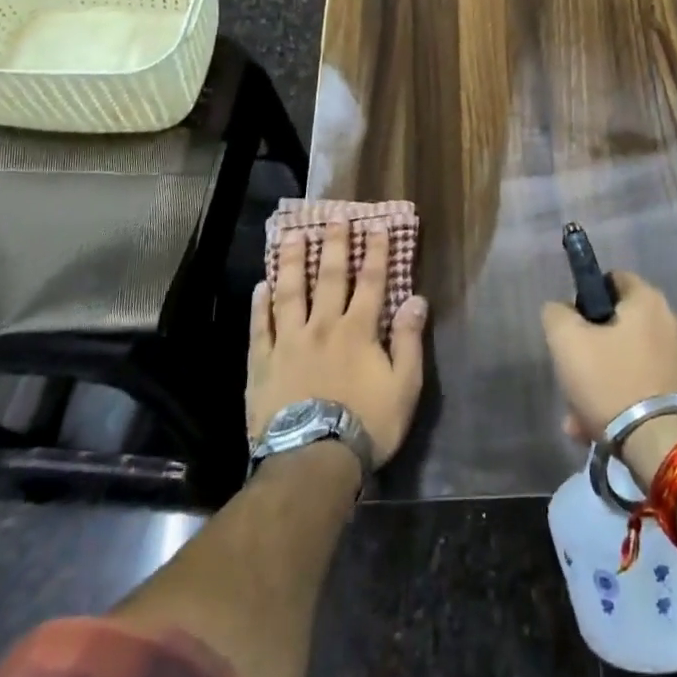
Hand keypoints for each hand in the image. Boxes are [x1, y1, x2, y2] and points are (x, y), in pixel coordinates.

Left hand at [248, 220, 428, 467]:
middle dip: (333, 244)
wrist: (311, 461)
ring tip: (291, 235)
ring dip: (291, 261)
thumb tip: (416, 299)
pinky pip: (260, 326)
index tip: (377, 224)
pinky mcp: (262, 362)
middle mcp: (322, 325)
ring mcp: (288, 341)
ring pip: (290, 292)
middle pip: (329, 276)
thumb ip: (409, 341)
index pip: (371, 281)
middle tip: (333, 215)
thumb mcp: (404, 387)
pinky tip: (260, 286)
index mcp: (358, 330)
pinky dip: (260, 305)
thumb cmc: (366, 425)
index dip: (375, 251)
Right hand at [540, 271, 676, 484]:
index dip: (586, 299)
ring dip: (602, 384)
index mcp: (648, 300)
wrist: (665, 447)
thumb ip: (556, 314)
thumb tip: (562, 310)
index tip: (571, 328)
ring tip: (579, 419)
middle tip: (571, 379)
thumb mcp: (566, 342)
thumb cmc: (612, 382)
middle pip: (618, 327)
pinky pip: (645, 388)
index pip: (612, 279)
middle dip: (591, 353)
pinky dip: (623, 403)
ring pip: (628, 363)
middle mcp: (672, 322)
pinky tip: (600, 431)